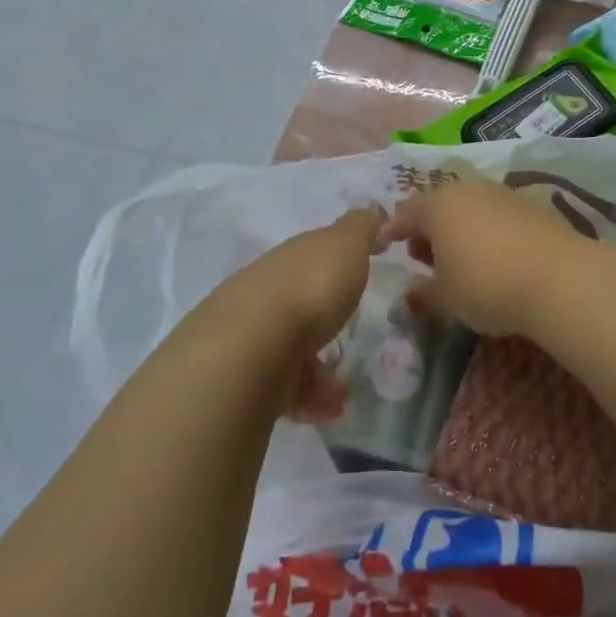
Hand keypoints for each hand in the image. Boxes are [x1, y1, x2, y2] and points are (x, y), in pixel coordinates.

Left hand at [218, 206, 381, 422]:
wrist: (251, 347)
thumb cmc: (310, 288)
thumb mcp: (346, 245)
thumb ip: (360, 228)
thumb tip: (371, 208)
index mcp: (291, 256)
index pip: (313, 254)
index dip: (336, 262)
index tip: (358, 275)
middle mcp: (266, 288)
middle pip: (297, 299)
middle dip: (323, 317)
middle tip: (352, 336)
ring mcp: (250, 332)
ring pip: (288, 345)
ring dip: (317, 365)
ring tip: (344, 388)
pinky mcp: (243, 375)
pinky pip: (282, 384)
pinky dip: (307, 395)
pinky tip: (326, 408)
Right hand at [381, 180, 593, 337]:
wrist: (559, 277)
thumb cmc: (487, 285)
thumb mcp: (446, 299)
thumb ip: (422, 295)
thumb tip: (409, 295)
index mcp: (439, 206)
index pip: (406, 212)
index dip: (393, 230)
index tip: (386, 245)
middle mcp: (468, 190)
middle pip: (439, 206)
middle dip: (427, 230)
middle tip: (424, 259)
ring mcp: (503, 194)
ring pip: (470, 207)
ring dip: (459, 229)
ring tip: (461, 259)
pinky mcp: (532, 205)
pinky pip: (497, 215)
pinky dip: (488, 231)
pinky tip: (495, 256)